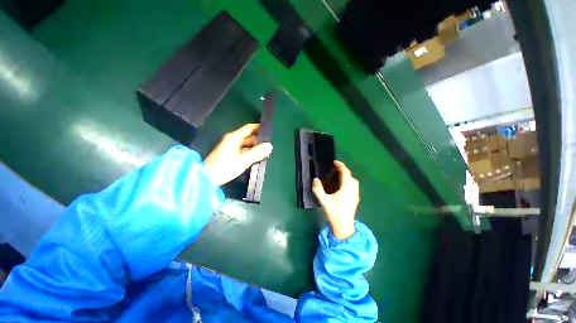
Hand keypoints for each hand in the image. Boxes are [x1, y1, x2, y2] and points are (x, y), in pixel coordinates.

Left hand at [205, 124, 272, 185]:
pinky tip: (255, 158)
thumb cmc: (225, 168)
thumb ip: (257, 153)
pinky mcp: (229, 154)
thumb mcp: (243, 160)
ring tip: (265, 153)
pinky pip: (242, 150)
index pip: (249, 128)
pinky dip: (249, 152)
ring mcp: (230, 147)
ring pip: (246, 144)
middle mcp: (232, 140)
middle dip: (258, 140)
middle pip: (248, 136)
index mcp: (234, 138)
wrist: (206, 179)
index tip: (269, 130)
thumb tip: (269, 146)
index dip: (259, 128)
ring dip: (254, 147)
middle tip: (269, 146)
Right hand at [312, 161, 358, 239]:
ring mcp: (356, 195)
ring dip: (347, 176)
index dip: (341, 166)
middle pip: (350, 176)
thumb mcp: (324, 201)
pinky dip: (349, 182)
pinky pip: (354, 186)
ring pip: (353, 181)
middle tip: (334, 169)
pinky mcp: (356, 199)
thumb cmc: (334, 213)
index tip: (334, 162)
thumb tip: (315, 179)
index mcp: (346, 188)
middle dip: (343, 170)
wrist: (344, 227)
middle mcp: (353, 190)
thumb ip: (318, 189)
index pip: (346, 173)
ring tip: (338, 176)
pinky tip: (343, 187)